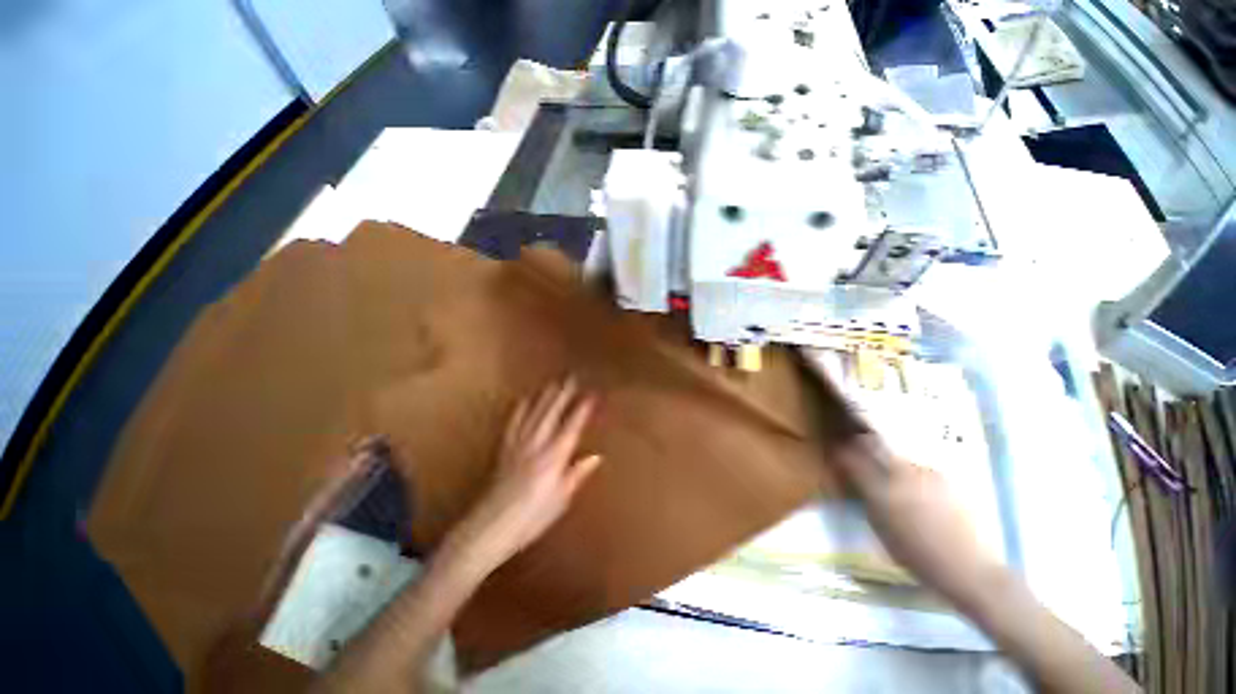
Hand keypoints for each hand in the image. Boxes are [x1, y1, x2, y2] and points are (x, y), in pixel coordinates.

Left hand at [448, 379, 602, 570]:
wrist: (489, 528)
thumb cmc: (531, 519)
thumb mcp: (560, 500)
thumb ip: (577, 475)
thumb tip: (595, 457)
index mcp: (553, 459)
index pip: (571, 427)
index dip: (582, 410)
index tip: (591, 394)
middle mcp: (537, 446)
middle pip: (552, 414)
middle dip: (563, 395)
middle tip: (571, 378)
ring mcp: (519, 445)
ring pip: (534, 414)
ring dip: (544, 397)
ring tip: (553, 383)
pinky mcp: (505, 450)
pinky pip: (514, 424)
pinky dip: (520, 410)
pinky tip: (524, 400)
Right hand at [835, 436, 1003, 604]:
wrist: (970, 569)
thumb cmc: (918, 558)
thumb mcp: (881, 530)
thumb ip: (867, 499)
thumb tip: (856, 482)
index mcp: (881, 489)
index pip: (851, 457)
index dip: (840, 453)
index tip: (836, 455)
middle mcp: (901, 473)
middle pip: (873, 444)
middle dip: (860, 445)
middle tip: (857, 454)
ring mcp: (925, 473)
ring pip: (896, 455)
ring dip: (887, 459)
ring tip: (890, 475)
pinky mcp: (945, 478)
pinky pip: (917, 466)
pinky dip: (909, 472)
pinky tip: (915, 489)